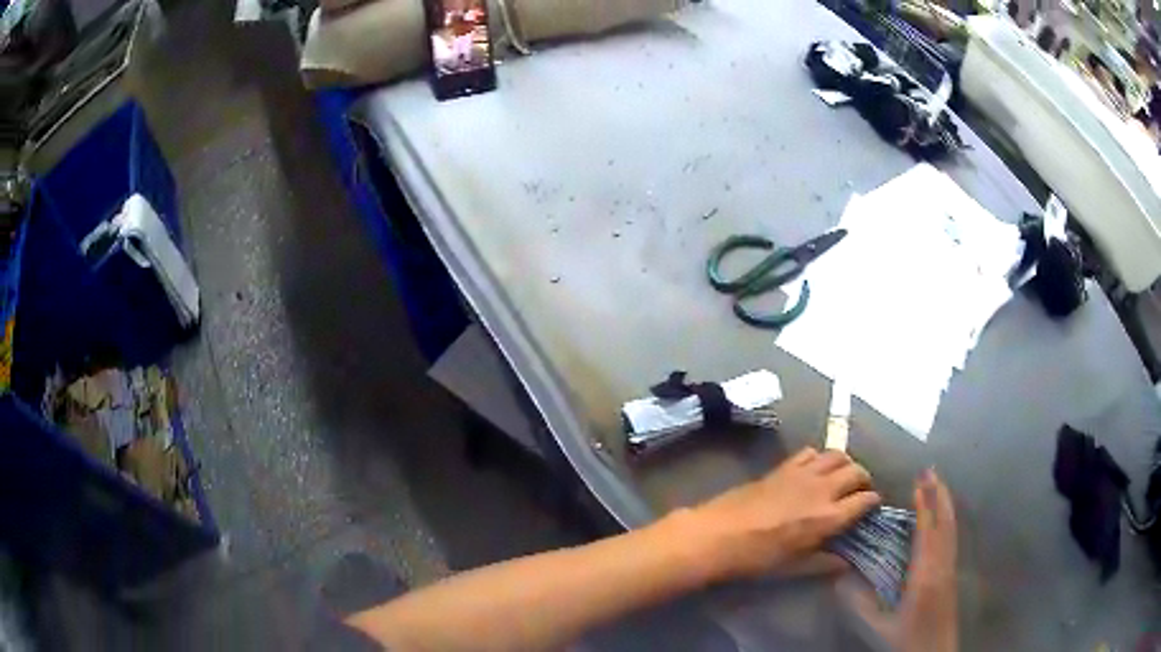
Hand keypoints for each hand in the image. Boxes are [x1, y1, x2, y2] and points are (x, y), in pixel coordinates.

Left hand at [691, 447, 880, 580]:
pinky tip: (815, 468)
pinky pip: (811, 452)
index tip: (872, 506)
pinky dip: (820, 456)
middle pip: (856, 471)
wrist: (717, 535)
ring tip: (842, 476)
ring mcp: (802, 474)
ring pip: (837, 455)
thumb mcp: (792, 568)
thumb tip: (845, 563)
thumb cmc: (756, 558)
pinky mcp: (783, 466)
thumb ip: (823, 563)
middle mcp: (822, 490)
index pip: (864, 500)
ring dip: (846, 463)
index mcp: (828, 517)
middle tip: (860, 490)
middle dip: (864, 479)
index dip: (872, 501)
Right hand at [842, 469, 958, 651]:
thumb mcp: (878, 626)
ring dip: (945, 504)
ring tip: (938, 484)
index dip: (925, 504)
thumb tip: (839, 576)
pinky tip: (941, 517)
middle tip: (931, 470)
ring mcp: (950, 568)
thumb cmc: (905, 640)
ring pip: (951, 528)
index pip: (926, 531)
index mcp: (925, 575)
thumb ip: (860, 602)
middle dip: (939, 495)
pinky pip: (950, 537)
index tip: (920, 479)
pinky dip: (947, 519)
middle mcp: (942, 565)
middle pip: (944, 522)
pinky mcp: (951, 574)